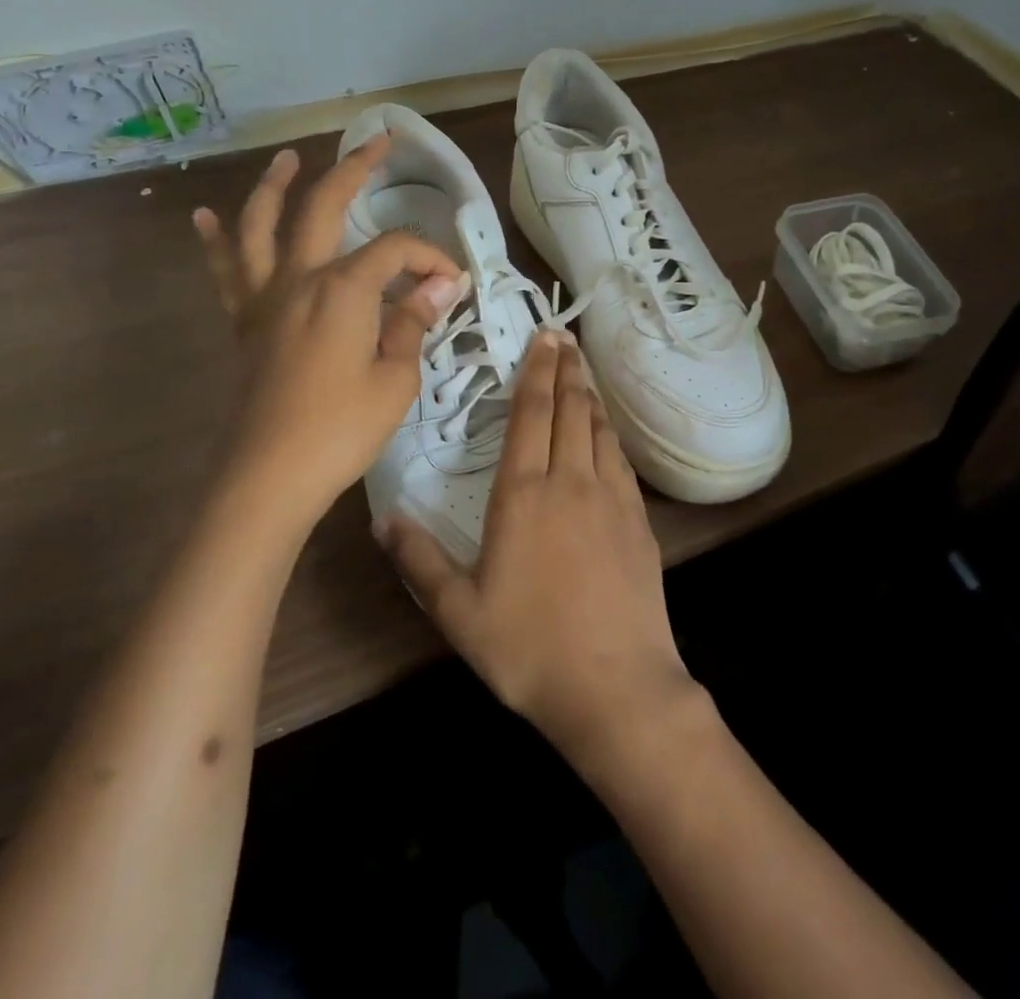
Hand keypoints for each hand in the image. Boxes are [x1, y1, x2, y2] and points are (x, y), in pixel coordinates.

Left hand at [193, 137, 466, 518]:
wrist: (268, 476)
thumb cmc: (341, 429)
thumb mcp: (396, 378)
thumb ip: (413, 322)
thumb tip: (441, 283)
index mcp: (342, 290)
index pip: (396, 252)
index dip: (430, 258)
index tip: (454, 284)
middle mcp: (299, 278)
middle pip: (324, 206)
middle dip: (355, 169)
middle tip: (379, 142)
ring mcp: (264, 298)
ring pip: (261, 225)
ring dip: (276, 186)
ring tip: (290, 158)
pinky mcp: (244, 323)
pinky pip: (226, 270)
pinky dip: (216, 239)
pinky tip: (204, 215)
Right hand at [377, 331, 701, 766]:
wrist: (616, 684)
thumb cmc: (529, 648)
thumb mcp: (459, 613)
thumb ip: (419, 561)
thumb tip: (381, 517)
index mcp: (524, 494)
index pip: (531, 414)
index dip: (535, 371)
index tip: (542, 337)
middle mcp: (570, 481)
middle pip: (570, 408)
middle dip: (565, 368)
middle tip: (562, 336)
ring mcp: (611, 497)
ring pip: (598, 427)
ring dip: (589, 393)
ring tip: (582, 368)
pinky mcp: (638, 518)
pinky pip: (620, 458)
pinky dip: (609, 431)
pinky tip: (605, 430)